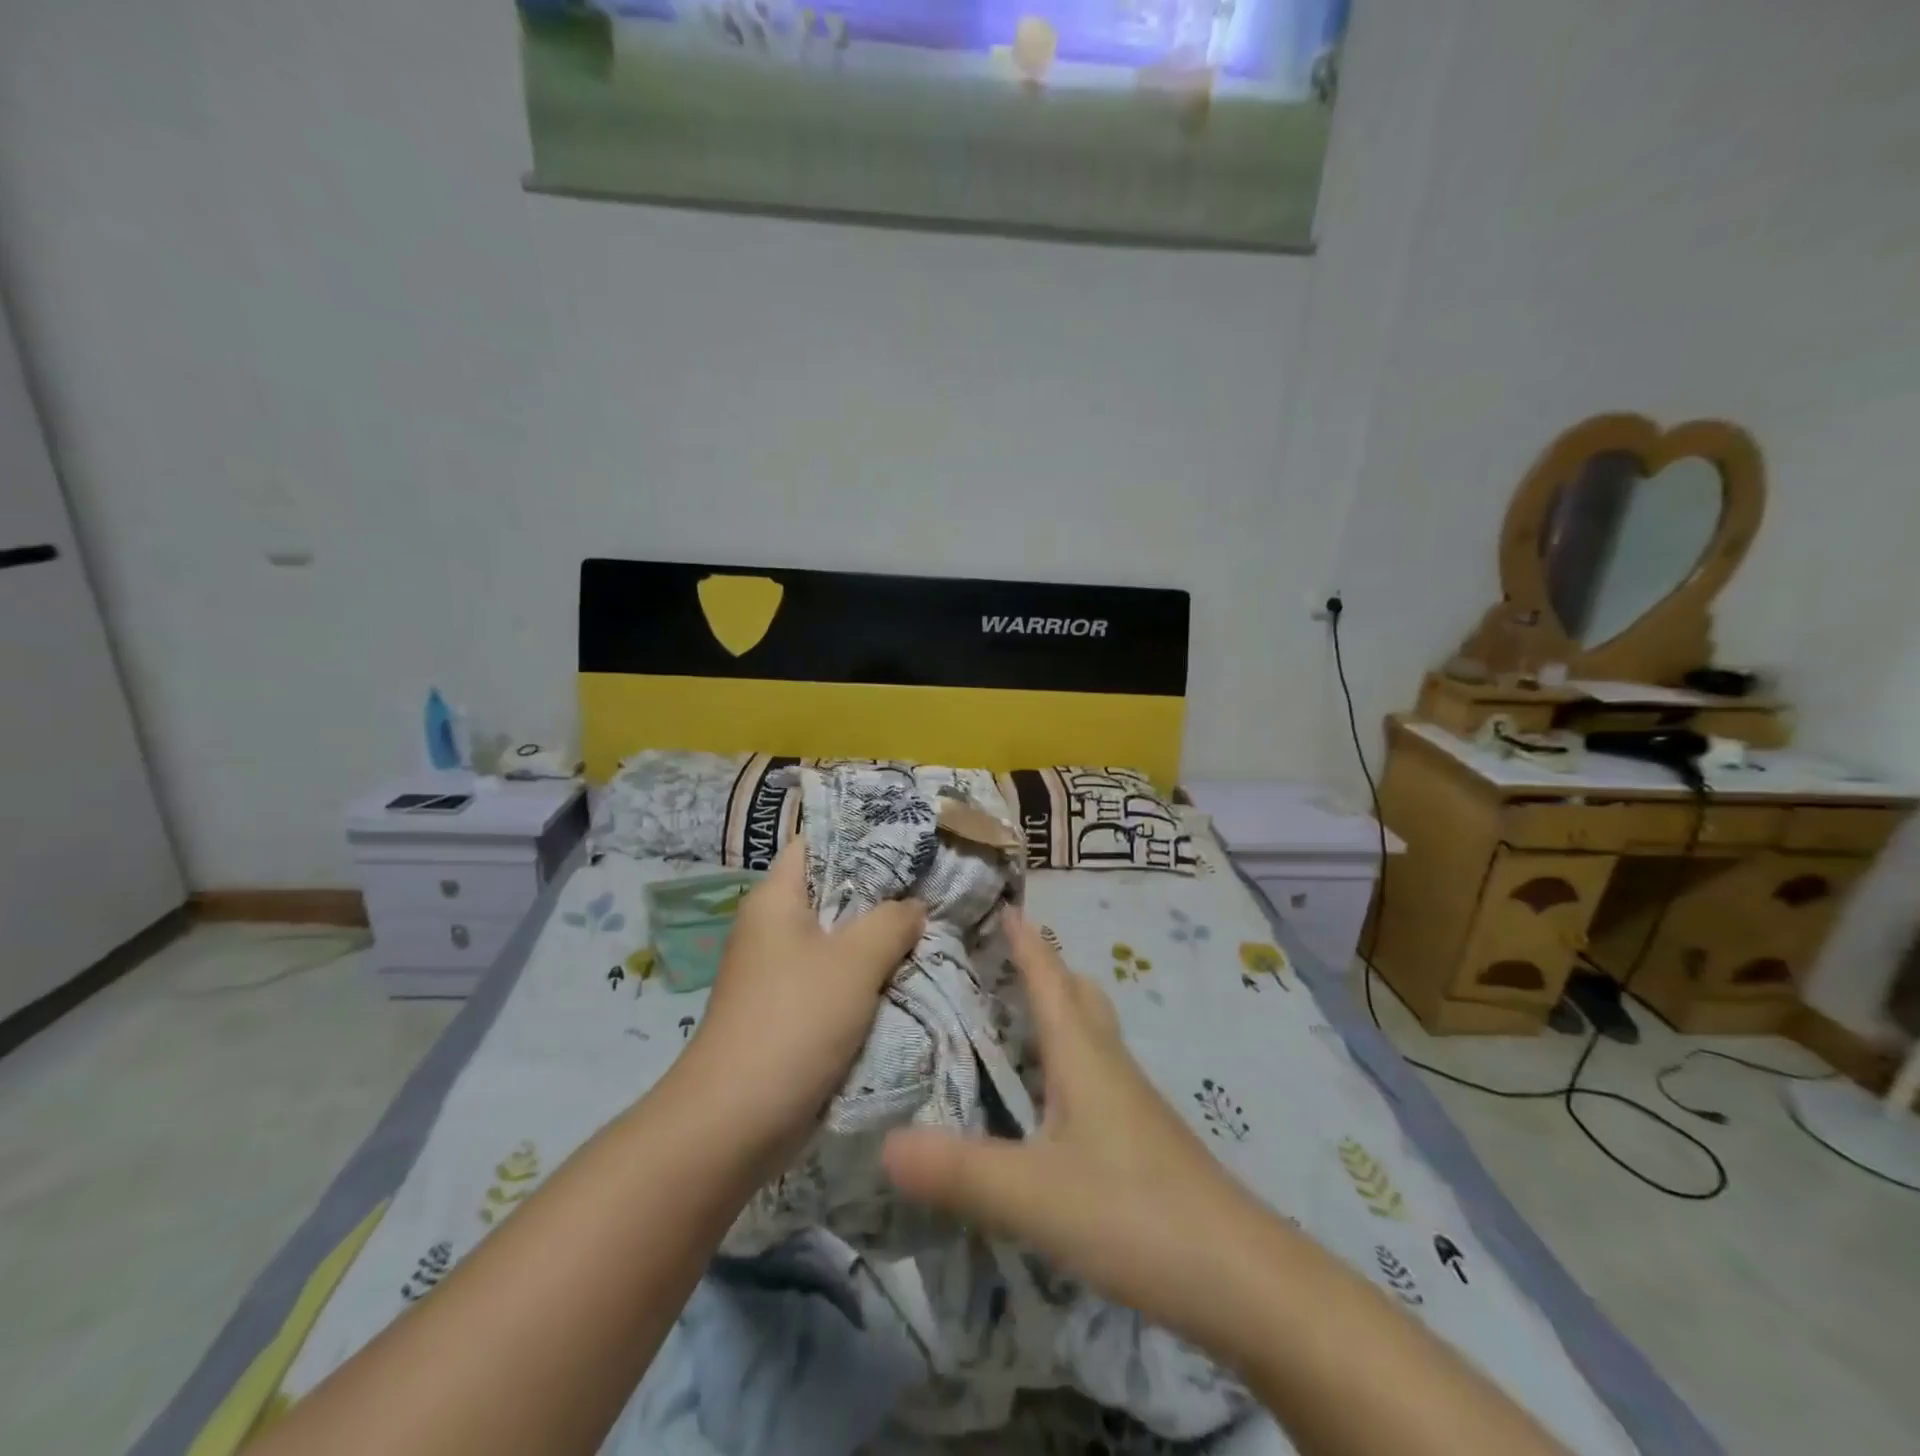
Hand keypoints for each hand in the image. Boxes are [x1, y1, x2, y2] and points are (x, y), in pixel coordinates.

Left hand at [680, 840, 924, 1178]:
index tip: (911, 837)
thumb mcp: (855, 961)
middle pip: (834, 891)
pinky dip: (868, 976)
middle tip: (936, 883)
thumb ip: (892, 922)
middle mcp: (774, 926)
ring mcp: (780, 971)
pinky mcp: (791, 1010)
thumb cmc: (795, 1021)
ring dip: (880, 939)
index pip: (818, 843)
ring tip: (933, 925)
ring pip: (839, 939)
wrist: (735, 1121)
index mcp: (777, 899)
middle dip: (884, 891)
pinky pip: (836, 978)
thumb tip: (913, 907)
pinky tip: (909, 974)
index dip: (862, 834)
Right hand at [881, 909, 1262, 1345]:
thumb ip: (958, 1170)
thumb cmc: (1134, 1212)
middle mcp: (1108, 1064)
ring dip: (1057, 1011)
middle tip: (1000, 957)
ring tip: (1014, 1017)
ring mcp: (1130, 1103)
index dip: (1025, 940)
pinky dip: (1066, 1060)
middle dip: (1043, 967)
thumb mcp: (1033, 1193)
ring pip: (1090, 1034)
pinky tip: (1048, 1100)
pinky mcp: (1140, 1140)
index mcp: (1083, 1054)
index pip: (1049, 977)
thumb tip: (883, 1142)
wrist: (1241, 1280)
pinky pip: (1095, 1075)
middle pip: (1077, 995)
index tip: (1002, 902)